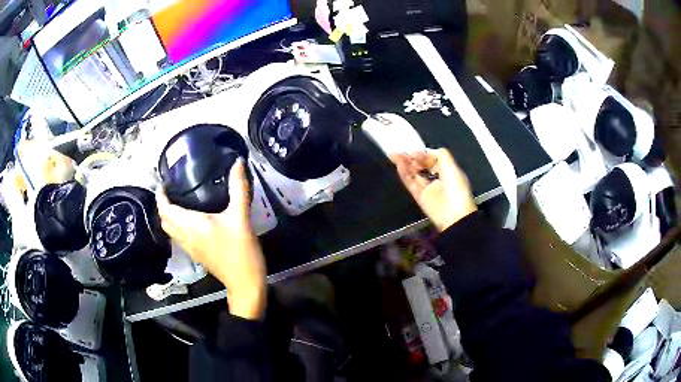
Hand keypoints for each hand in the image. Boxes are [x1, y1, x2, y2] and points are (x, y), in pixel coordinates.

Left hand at [156, 160, 266, 319]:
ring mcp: (190, 248)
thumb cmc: (241, 251)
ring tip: (178, 202)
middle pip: (164, 221)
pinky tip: (189, 221)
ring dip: (168, 217)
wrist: (244, 283)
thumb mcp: (241, 218)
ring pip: (170, 231)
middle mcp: (185, 237)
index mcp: (191, 226)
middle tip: (171, 191)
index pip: (165, 209)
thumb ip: (238, 188)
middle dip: (162, 205)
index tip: (163, 182)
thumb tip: (237, 162)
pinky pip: (178, 237)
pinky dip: (177, 227)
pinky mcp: (196, 255)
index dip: (160, 196)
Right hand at [391, 149, 476, 231]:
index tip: (413, 149)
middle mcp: (438, 180)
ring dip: (406, 165)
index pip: (433, 160)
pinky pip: (411, 184)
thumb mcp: (452, 166)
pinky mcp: (420, 198)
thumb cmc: (456, 188)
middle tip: (401, 152)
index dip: (423, 154)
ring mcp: (429, 189)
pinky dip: (404, 175)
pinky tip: (399, 165)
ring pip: (415, 174)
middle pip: (422, 166)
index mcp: (448, 172)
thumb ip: (440, 154)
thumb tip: (426, 151)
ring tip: (395, 156)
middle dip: (412, 159)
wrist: (455, 215)